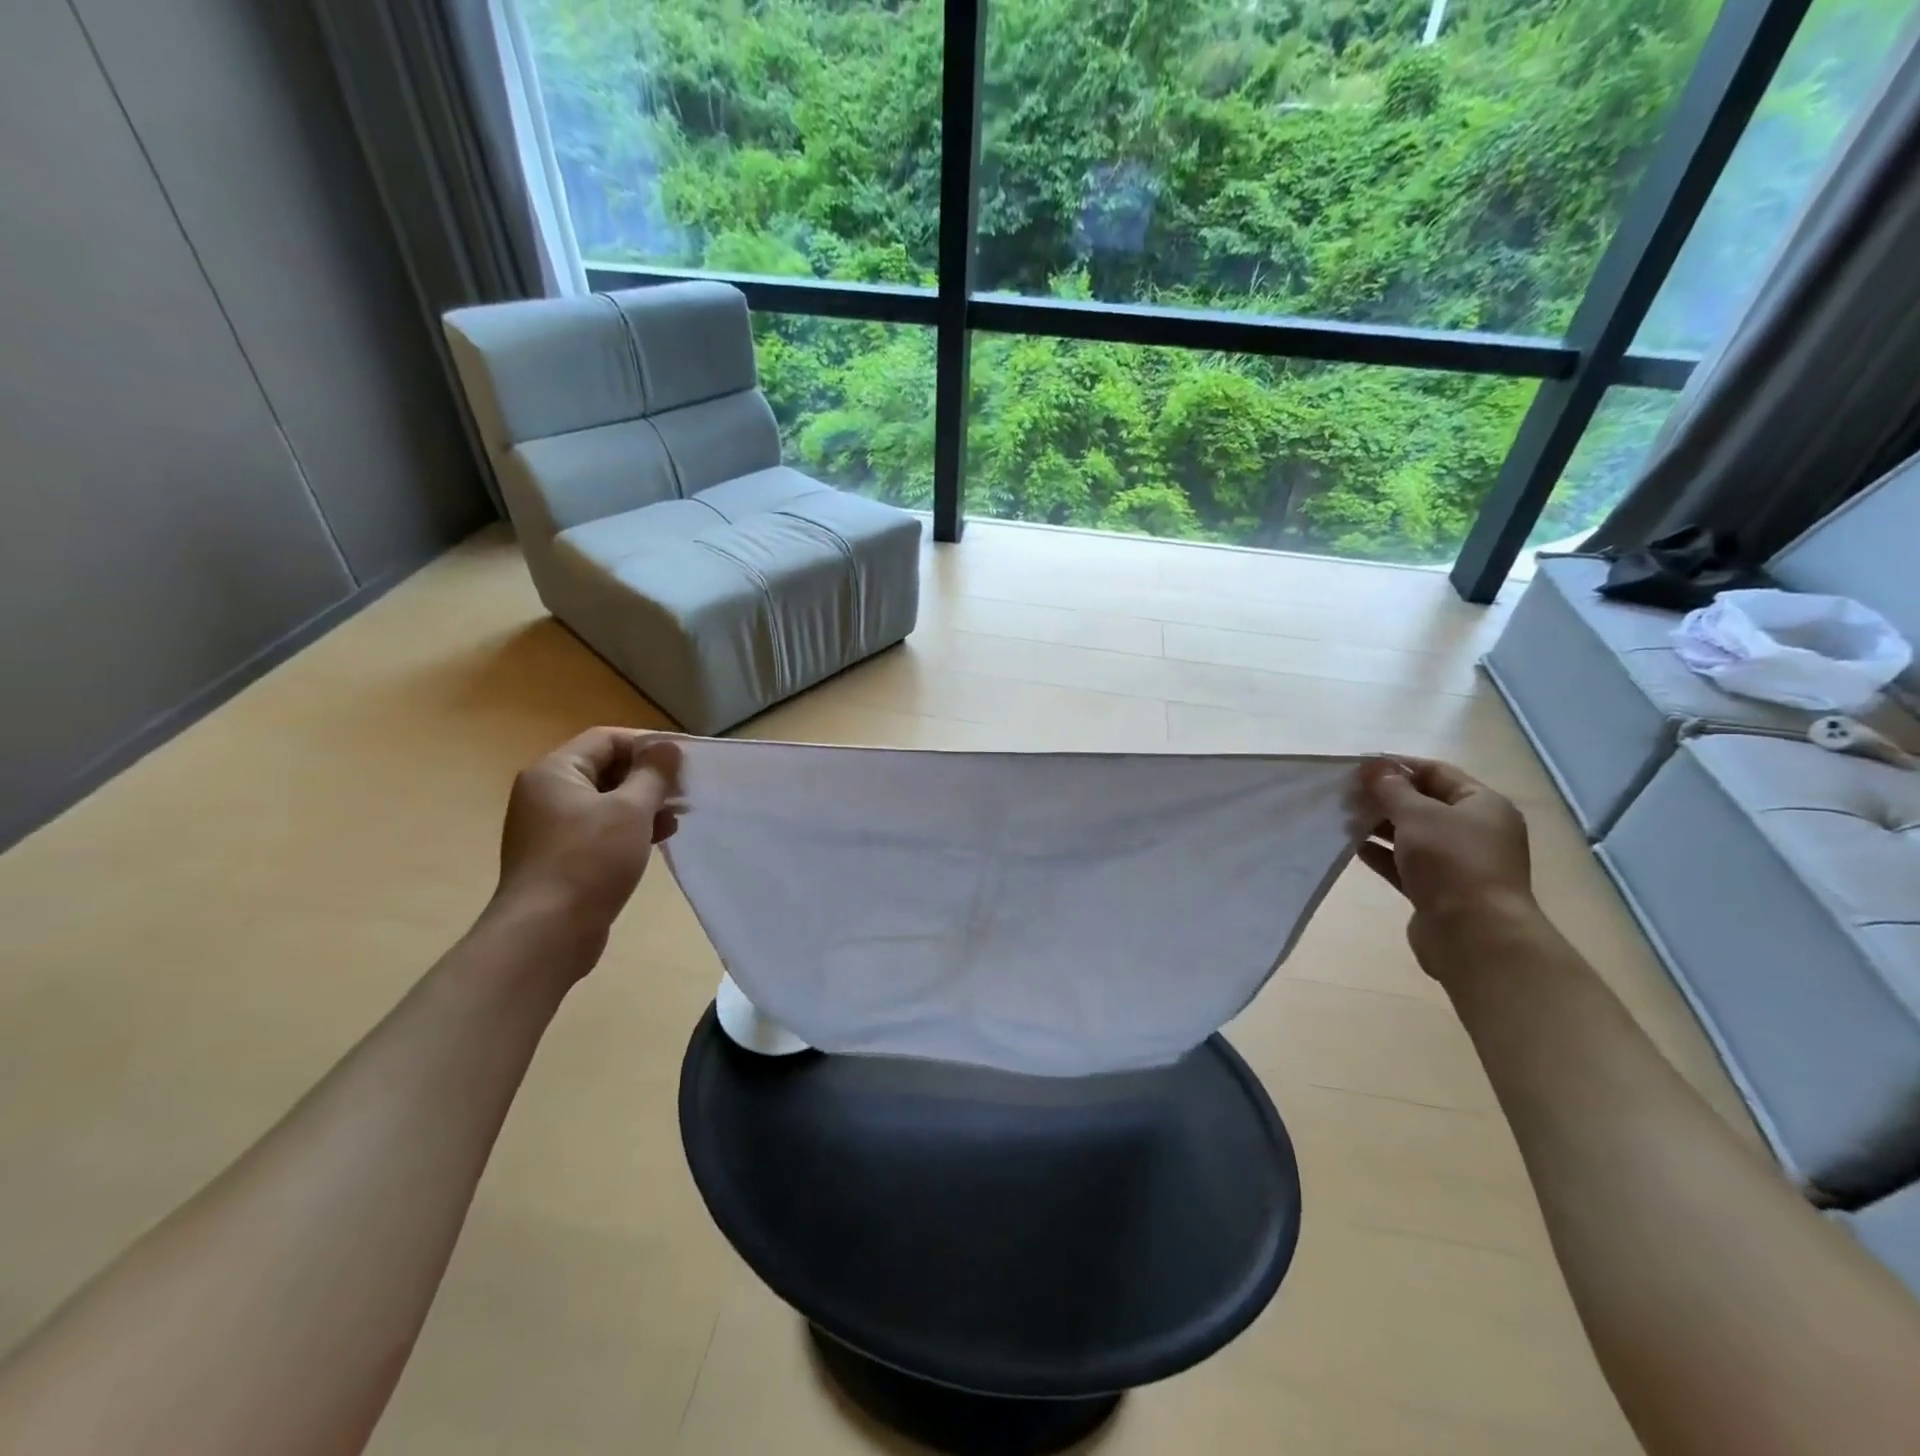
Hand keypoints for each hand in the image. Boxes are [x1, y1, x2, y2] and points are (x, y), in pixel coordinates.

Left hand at [493, 728, 682, 966]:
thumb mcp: (630, 810)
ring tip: (677, 817)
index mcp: (554, 772)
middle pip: (605, 769)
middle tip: (684, 790)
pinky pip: (599, 829)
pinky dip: (628, 828)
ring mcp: (549, 827)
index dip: (647, 744)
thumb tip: (668, 748)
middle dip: (648, 777)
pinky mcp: (559, 857)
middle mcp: (545, 793)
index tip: (683, 760)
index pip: (606, 739)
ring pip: (605, 801)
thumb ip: (653, 774)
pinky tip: (657, 839)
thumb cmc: (589, 860)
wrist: (546, 933)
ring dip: (643, 804)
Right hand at [1357, 757, 1534, 964]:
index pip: (1437, 772)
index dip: (1399, 765)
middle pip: (1423, 804)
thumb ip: (1391, 788)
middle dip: (1384, 797)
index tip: (1359, 766)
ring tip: (1344, 820)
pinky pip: (1405, 863)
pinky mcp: (1438, 889)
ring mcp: (1457, 863)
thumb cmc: (1451, 862)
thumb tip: (1374, 766)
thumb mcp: (1418, 815)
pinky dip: (1381, 853)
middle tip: (1346, 794)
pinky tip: (1354, 847)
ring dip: (1379, 826)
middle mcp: (1475, 831)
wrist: (1473, 934)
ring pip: (1411, 835)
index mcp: (1483, 805)